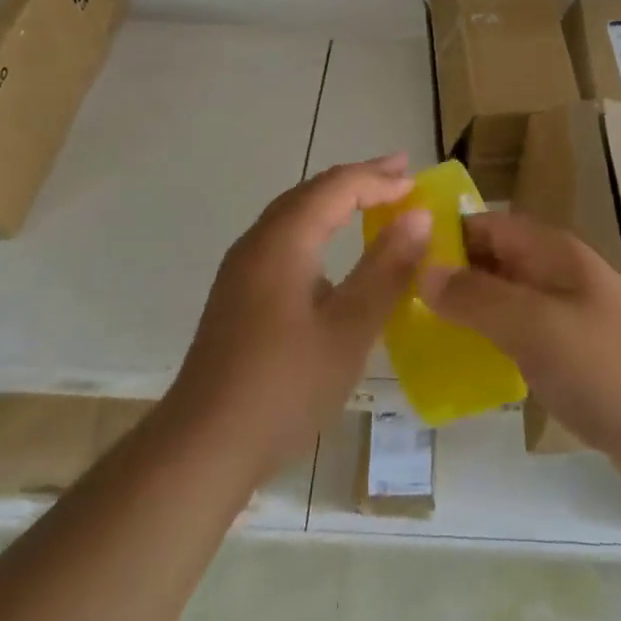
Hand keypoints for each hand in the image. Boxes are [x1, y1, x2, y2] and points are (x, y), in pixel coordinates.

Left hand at [166, 154, 430, 479]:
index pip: (337, 187)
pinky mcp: (238, 293)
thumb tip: (419, 217)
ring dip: (336, 200)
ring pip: (294, 213)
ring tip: (373, 198)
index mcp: (283, 241)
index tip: (418, 183)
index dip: (379, 179)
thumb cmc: (284, 387)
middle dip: (358, 179)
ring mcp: (242, 268)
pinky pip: (284, 237)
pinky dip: (318, 225)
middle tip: (400, 173)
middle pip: (312, 191)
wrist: (202, 447)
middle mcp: (258, 242)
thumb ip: (386, 269)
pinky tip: (331, 248)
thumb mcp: (349, 329)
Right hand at [418, 211, 620, 493]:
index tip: (394, 257)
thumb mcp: (536, 325)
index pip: (484, 225)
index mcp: (549, 252)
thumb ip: (478, 297)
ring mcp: (564, 316)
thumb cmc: (609, 365)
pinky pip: (517, 339)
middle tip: (394, 304)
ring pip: (501, 302)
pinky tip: (460, 371)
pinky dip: (489, 346)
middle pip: (490, 262)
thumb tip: (422, 271)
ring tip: (414, 338)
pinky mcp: (570, 357)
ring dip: (465, 314)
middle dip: (447, 277)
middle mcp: (554, 275)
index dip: (442, 235)